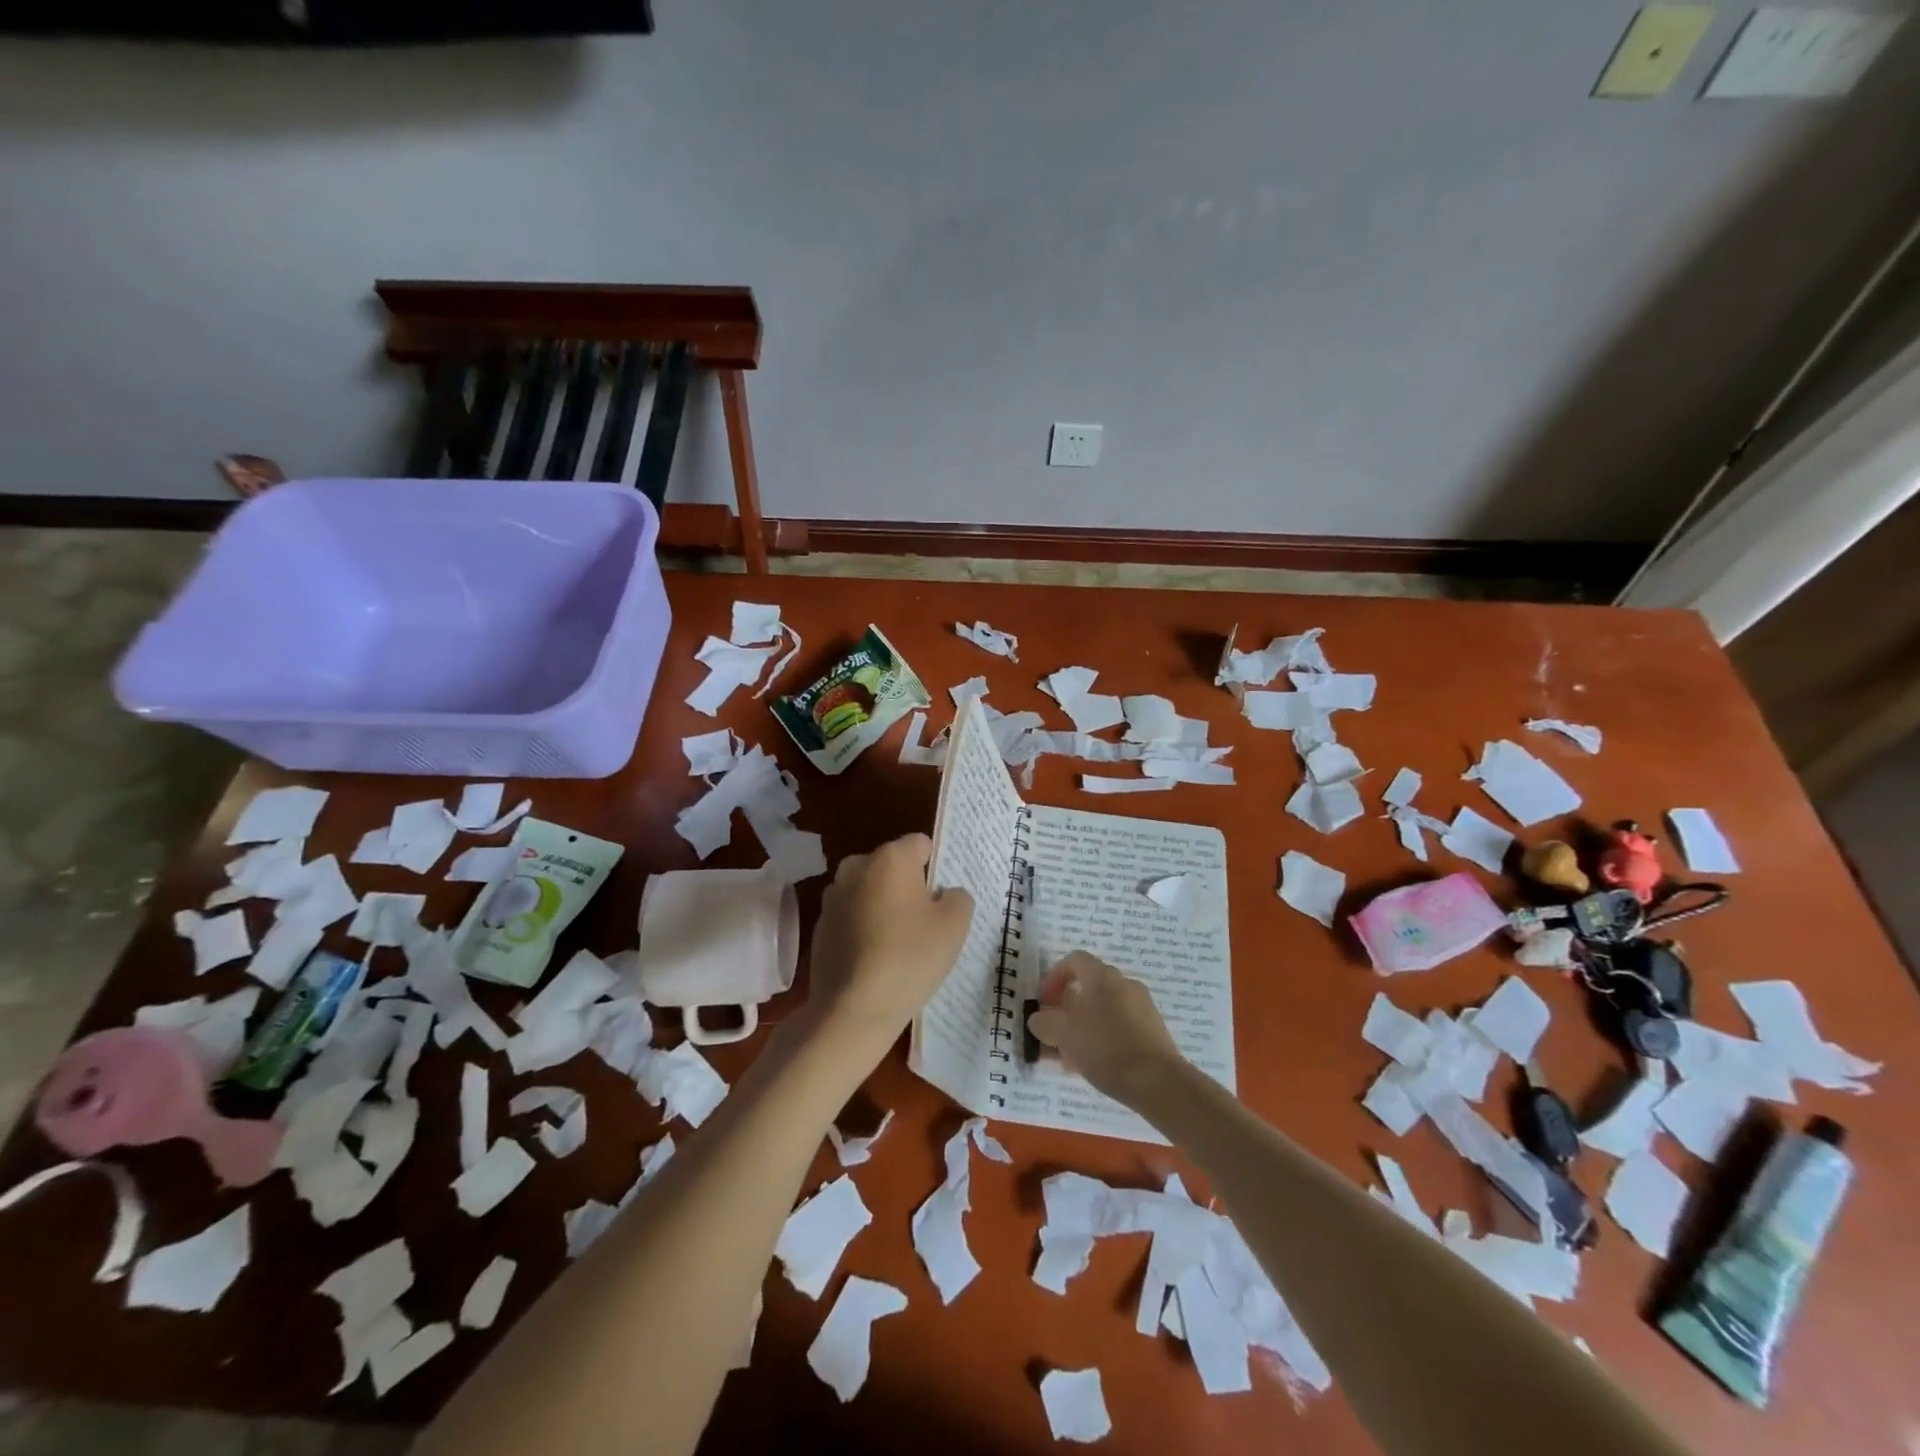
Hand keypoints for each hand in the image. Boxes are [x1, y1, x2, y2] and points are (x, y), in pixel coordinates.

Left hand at [804, 834, 973, 1052]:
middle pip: (892, 866)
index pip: (920, 844)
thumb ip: (958, 897)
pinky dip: (864, 928)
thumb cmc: (909, 958)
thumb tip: (945, 894)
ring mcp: (833, 897)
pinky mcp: (820, 926)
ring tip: (898, 944)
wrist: (852, 1010)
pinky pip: (852, 916)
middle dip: (908, 886)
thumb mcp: (954, 926)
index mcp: (890, 858)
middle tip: (924, 922)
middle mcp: (856, 867)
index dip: (936, 867)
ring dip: (883, 906)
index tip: (942, 899)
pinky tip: (875, 960)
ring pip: (869, 891)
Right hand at [1027, 952, 1185, 1105]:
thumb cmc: (1105, 1047)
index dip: (1054, 978)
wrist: (1158, 1081)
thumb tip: (1039, 1018)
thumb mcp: (1062, 1033)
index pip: (1074, 961)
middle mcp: (1124, 984)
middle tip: (1054, 1034)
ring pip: (1103, 1011)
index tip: (1043, 1002)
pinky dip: (1103, 1039)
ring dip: (1083, 1028)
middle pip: (1088, 988)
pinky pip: (1120, 1027)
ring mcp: (1142, 1007)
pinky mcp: (1154, 1031)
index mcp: (1102, 976)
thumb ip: (1044, 1021)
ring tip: (1069, 1058)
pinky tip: (1094, 1066)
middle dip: (1067, 1010)